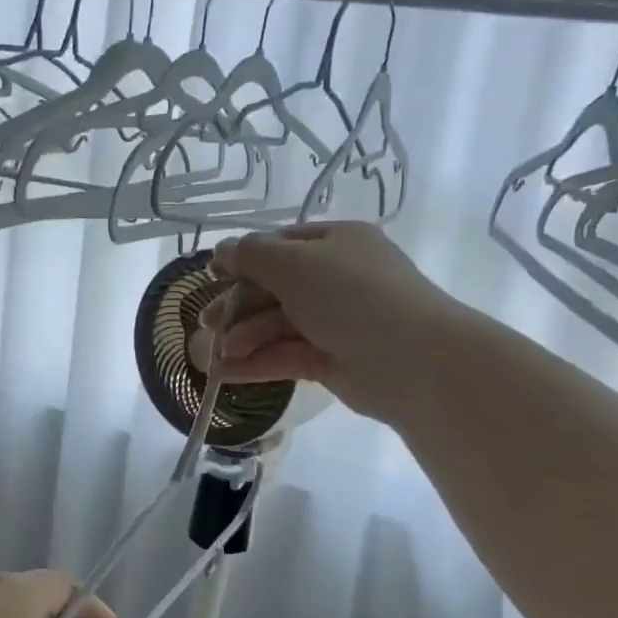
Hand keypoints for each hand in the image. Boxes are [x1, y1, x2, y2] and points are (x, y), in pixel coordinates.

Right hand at [194, 222, 451, 422]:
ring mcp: (335, 322)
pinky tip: (224, 373)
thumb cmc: (351, 296)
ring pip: (277, 325)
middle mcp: (336, 278)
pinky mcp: (331, 360)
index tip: (210, 276)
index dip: (243, 259)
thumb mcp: (294, 263)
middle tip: (205, 324)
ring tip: (212, 356)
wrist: (412, 360)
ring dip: (242, 338)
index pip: (280, 245)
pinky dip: (255, 363)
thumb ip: (251, 255)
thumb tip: (221, 250)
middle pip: (274, 288)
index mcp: (335, 243)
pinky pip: (285, 355)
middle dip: (236, 306)